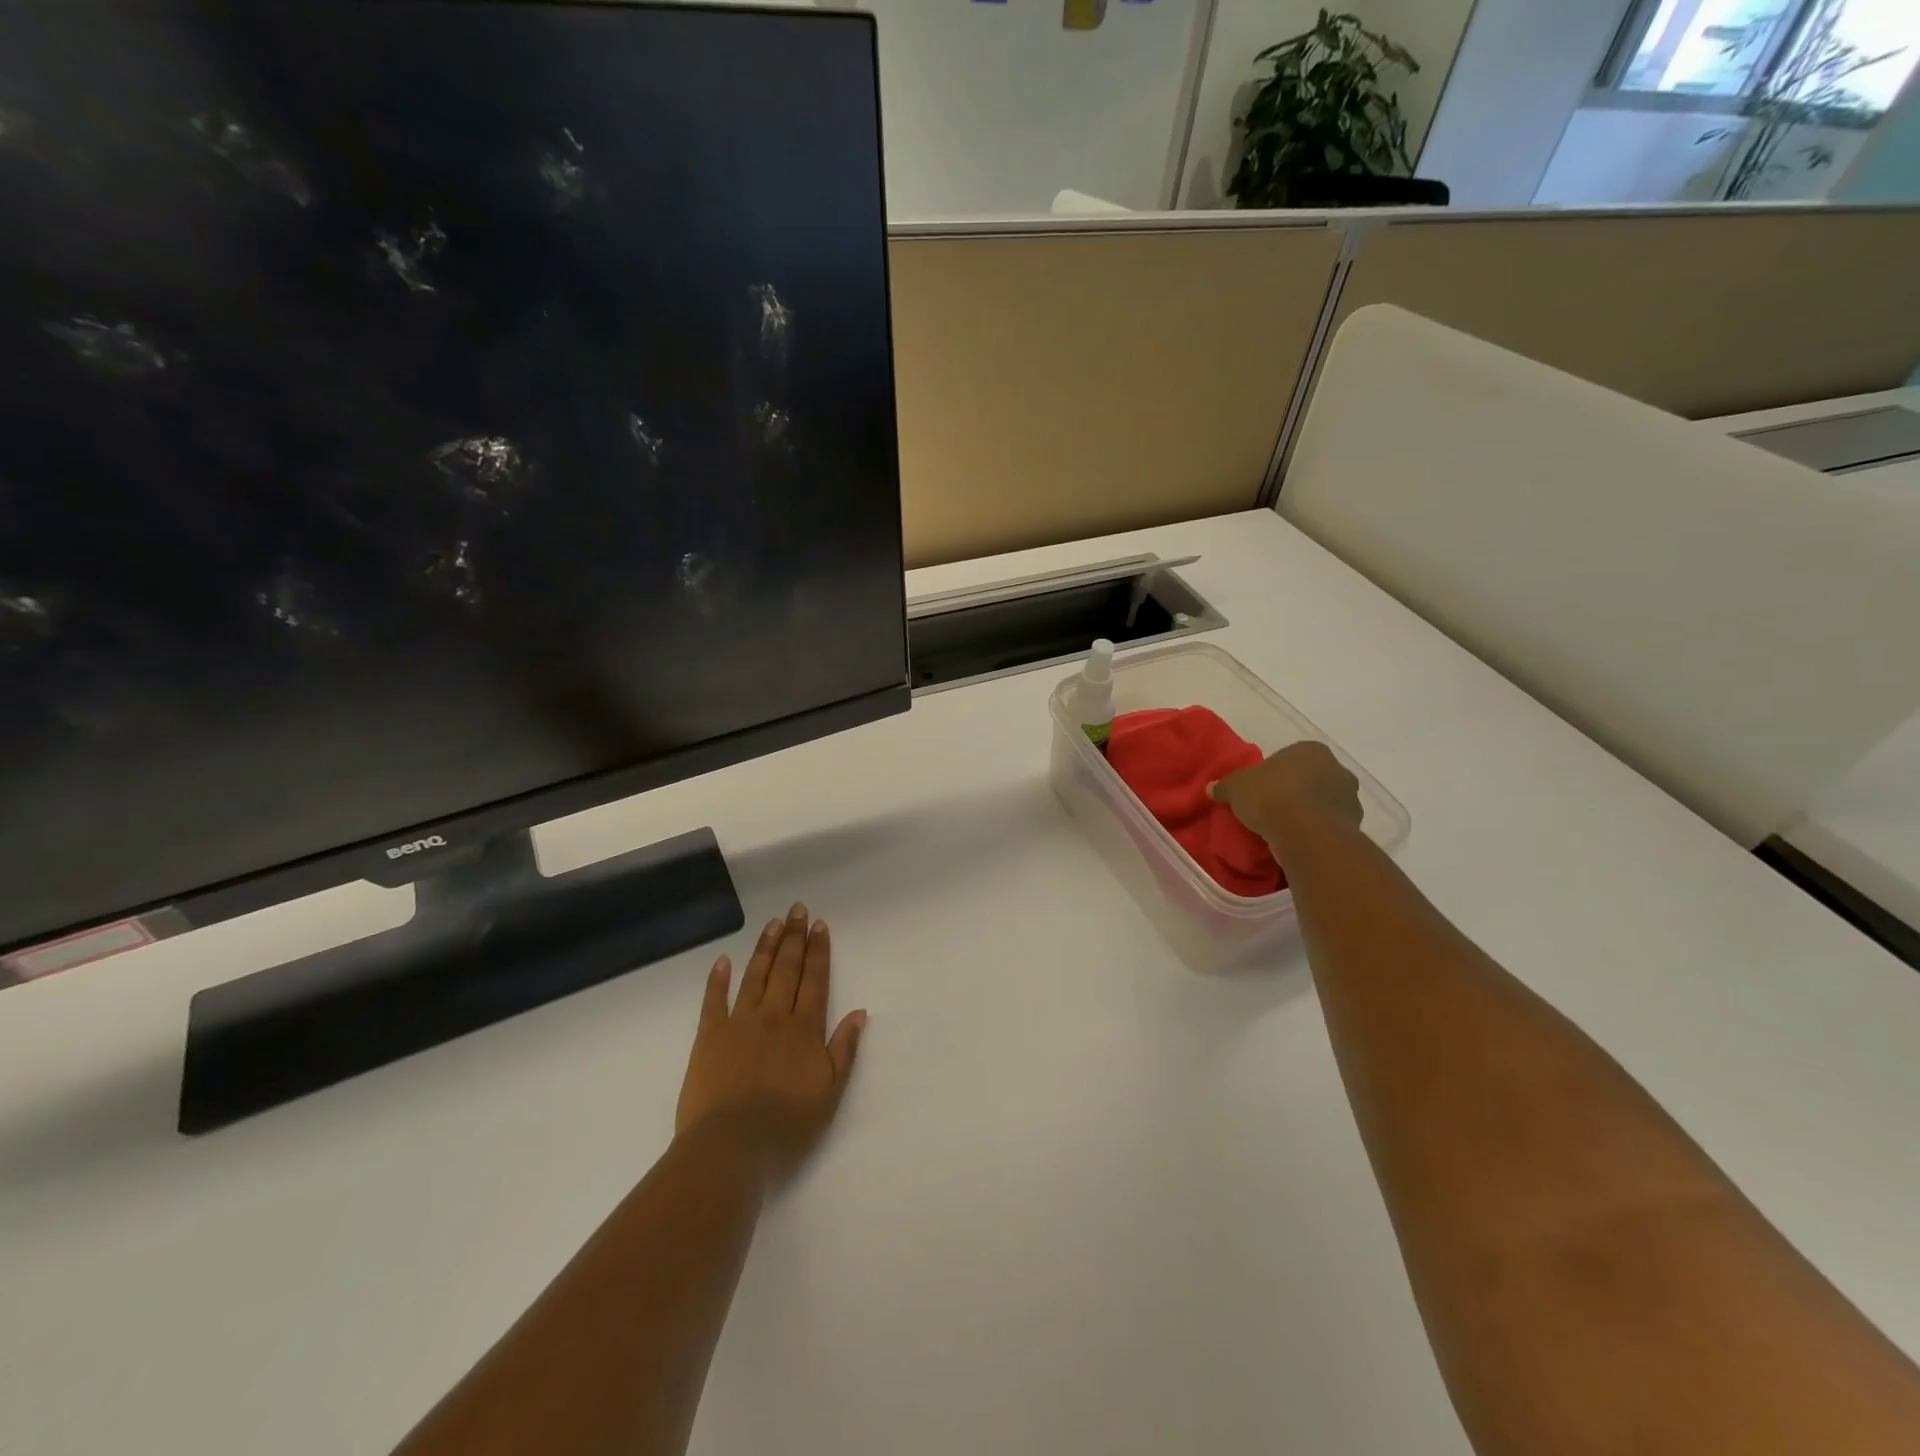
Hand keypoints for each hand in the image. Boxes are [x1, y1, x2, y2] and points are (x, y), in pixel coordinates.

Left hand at [675, 902, 866, 1186]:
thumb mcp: (830, 1093)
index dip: (818, 951)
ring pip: (755, 976)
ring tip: (773, 924)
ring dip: (765, 948)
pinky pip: (713, 1001)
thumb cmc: (787, 1125)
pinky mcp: (708, 1036)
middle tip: (797, 910)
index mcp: (804, 1029)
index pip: (815, 980)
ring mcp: (739, 1023)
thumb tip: (860, 1012)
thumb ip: (845, 1049)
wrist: (731, 1145)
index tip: (820, 925)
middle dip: (794, 938)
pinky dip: (718, 979)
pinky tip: (723, 961)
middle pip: (786, 969)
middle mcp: (774, 1016)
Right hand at [1210, 741, 1361, 854]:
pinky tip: (1298, 842)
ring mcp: (1350, 798)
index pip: (1290, 757)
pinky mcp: (1355, 826)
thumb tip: (1211, 788)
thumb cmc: (1271, 796)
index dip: (1272, 773)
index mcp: (1310, 750)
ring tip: (1283, 830)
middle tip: (1270, 809)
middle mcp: (1337, 769)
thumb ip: (1225, 786)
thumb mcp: (1236, 787)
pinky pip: (1329, 826)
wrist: (1307, 833)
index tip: (1259, 790)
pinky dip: (1316, 832)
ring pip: (1323, 803)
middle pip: (1311, 779)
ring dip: (1308, 813)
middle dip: (1294, 792)